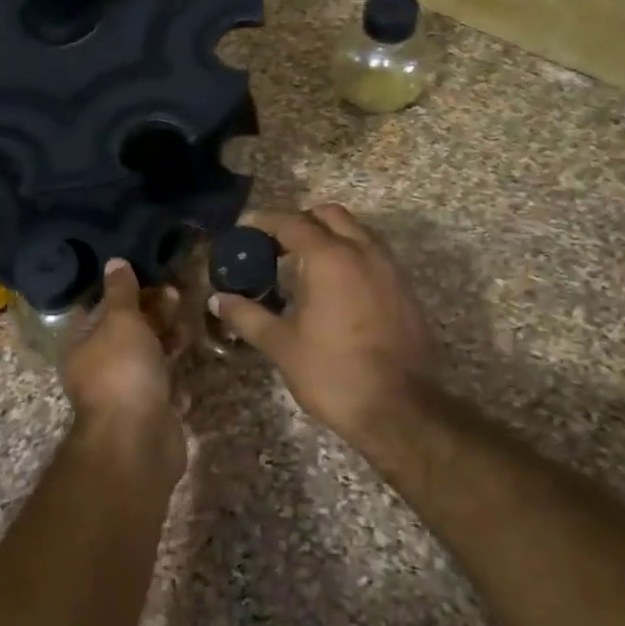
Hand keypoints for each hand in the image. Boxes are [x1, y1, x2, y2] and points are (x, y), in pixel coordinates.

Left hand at [60, 260, 188, 489]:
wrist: (138, 442)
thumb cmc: (123, 371)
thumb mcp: (121, 321)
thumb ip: (121, 291)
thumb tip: (114, 262)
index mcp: (83, 344)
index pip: (101, 308)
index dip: (125, 291)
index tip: (151, 276)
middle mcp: (99, 368)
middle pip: (128, 332)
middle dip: (153, 313)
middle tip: (177, 296)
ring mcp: (126, 392)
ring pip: (150, 358)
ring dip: (169, 341)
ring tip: (188, 328)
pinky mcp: (151, 412)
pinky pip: (165, 387)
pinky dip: (175, 379)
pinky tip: (185, 371)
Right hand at [211, 204, 439, 447]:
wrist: (400, 410)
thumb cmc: (333, 373)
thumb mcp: (282, 345)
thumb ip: (248, 316)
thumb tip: (219, 300)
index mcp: (329, 258)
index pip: (291, 223)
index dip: (264, 222)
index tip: (244, 229)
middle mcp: (363, 252)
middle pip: (330, 215)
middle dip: (301, 221)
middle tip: (276, 245)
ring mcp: (390, 269)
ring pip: (357, 232)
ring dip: (330, 237)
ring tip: (304, 266)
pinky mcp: (405, 290)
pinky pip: (374, 256)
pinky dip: (351, 257)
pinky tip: (334, 289)